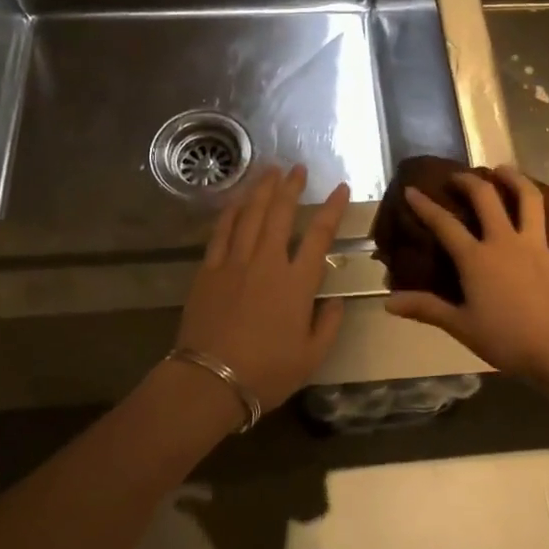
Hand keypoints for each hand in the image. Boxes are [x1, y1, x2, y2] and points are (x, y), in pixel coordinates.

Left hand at [175, 164, 350, 412]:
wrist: (210, 381)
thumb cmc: (266, 372)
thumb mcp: (311, 357)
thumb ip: (328, 325)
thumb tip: (335, 301)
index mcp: (297, 283)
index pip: (320, 235)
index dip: (332, 208)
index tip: (340, 188)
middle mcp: (267, 262)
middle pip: (282, 214)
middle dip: (291, 187)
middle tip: (297, 168)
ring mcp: (235, 262)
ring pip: (251, 215)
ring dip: (262, 190)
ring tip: (270, 170)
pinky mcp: (209, 270)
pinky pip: (221, 232)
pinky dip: (231, 212)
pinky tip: (237, 200)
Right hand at [384, 166, 548, 382]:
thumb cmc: (507, 341)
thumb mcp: (461, 326)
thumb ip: (425, 309)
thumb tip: (388, 302)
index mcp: (476, 258)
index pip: (444, 225)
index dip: (425, 206)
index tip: (412, 190)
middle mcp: (506, 242)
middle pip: (487, 199)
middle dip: (470, 182)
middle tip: (459, 176)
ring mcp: (538, 247)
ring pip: (530, 202)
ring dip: (517, 181)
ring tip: (505, 170)